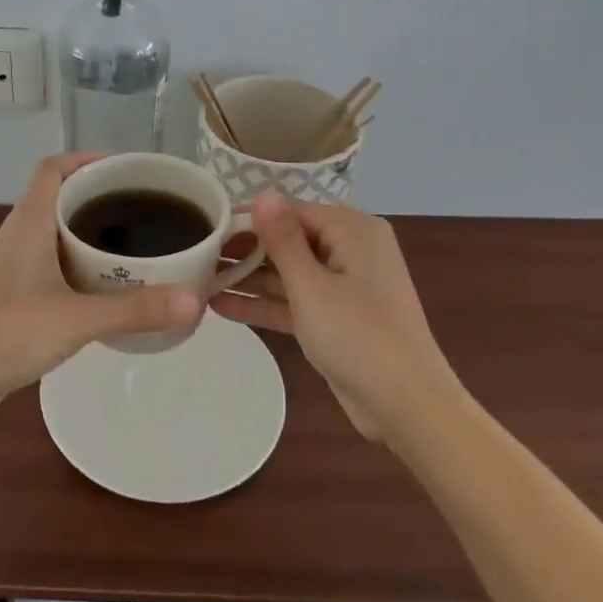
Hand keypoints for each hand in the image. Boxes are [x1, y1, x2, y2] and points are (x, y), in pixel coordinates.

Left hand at [0, 154, 203, 415]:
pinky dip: (82, 262)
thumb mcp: (76, 319)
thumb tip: (195, 301)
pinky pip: (55, 261)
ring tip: (136, 242)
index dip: (87, 159)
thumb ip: (134, 310)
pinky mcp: (17, 292)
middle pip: (60, 196)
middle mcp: (21, 234)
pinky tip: (109, 285)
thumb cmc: (7, 333)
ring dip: (92, 231)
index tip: (128, 169)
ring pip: (58, 231)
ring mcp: (16, 264)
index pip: (54, 168)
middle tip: (145, 207)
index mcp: (29, 221)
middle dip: (100, 196)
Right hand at [209, 190, 454, 440]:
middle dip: (244, 251)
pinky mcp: (334, 318)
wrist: (407, 407)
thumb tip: (262, 193)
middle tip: (195, 257)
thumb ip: (282, 239)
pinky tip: (220, 306)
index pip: (290, 211)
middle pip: (287, 240)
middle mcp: (349, 250)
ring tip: (197, 280)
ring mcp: (342, 286)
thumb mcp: (312, 285)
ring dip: (248, 279)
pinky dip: (264, 303)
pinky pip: (294, 300)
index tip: (205, 227)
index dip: (248, 219)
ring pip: (287, 273)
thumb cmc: (359, 336)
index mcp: (352, 230)